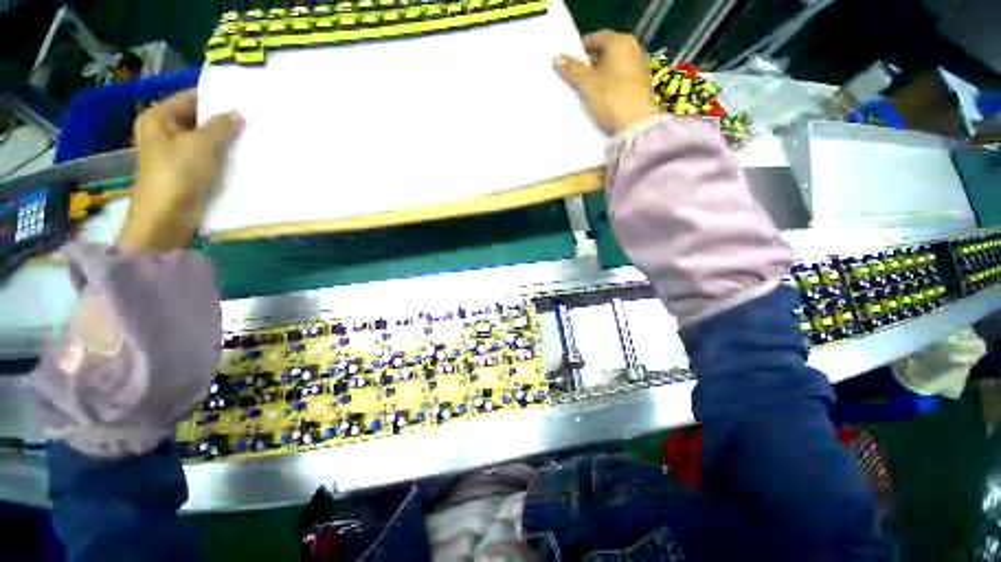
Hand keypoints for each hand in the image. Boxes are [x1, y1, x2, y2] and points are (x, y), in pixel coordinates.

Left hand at [118, 90, 242, 253]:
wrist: (166, 218)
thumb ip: (221, 127)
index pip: (191, 98)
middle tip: (251, 123)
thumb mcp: (201, 146)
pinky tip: (240, 158)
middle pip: (197, 119)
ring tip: (250, 140)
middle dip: (223, 123)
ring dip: (224, 141)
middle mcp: (163, 132)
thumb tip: (238, 114)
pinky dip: (220, 156)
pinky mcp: (184, 171)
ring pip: (203, 139)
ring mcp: (173, 153)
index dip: (217, 100)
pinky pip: (205, 157)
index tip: (244, 104)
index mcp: (158, 118)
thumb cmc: (178, 176)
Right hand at [554, 30, 659, 133]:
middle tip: (575, 79)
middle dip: (589, 64)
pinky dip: (608, 85)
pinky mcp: (639, 84)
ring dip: (598, 76)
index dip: (580, 51)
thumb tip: (557, 58)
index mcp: (620, 41)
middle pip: (604, 53)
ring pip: (611, 67)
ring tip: (584, 90)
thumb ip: (572, 70)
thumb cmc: (611, 98)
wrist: (635, 125)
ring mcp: (638, 66)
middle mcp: (632, 48)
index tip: (569, 66)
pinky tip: (598, 97)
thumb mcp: (588, 84)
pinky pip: (618, 79)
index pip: (595, 39)